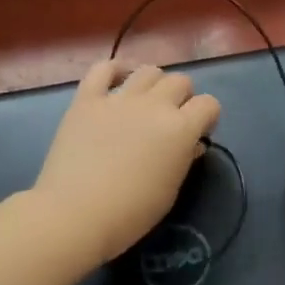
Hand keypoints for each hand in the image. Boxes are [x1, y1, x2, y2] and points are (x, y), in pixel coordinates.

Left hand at [32, 60, 221, 265]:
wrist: (75, 215)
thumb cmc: (130, 212)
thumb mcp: (170, 191)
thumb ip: (185, 159)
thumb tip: (191, 145)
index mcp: (180, 129)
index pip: (209, 104)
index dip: (207, 117)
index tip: (199, 133)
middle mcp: (154, 105)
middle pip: (180, 81)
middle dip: (182, 98)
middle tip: (171, 120)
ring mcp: (119, 99)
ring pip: (148, 70)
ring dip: (154, 84)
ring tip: (145, 102)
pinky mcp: (87, 99)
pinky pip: (103, 69)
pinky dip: (114, 70)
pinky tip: (118, 81)